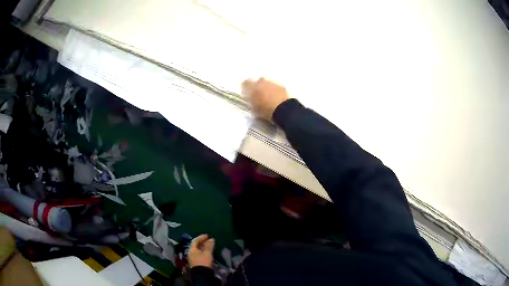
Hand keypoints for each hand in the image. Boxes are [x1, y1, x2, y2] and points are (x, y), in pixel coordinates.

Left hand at [188, 234, 214, 268]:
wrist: (202, 275)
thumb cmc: (203, 262)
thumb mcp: (207, 253)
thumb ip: (209, 246)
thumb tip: (211, 239)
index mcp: (192, 250)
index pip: (195, 241)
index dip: (201, 237)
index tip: (207, 235)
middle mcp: (190, 253)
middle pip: (196, 246)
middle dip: (202, 242)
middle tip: (209, 240)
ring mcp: (193, 258)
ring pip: (198, 250)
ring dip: (203, 247)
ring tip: (210, 246)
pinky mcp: (196, 262)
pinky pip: (199, 254)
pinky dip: (203, 251)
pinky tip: (208, 252)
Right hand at [242, 78, 289, 120]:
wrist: (284, 109)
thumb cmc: (266, 110)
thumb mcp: (254, 108)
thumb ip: (251, 101)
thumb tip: (250, 98)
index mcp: (253, 87)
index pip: (246, 83)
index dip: (246, 86)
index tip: (246, 91)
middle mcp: (262, 82)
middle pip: (258, 81)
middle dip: (258, 86)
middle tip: (259, 94)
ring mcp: (273, 83)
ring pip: (268, 83)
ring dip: (267, 88)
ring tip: (269, 97)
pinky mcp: (282, 87)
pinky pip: (276, 87)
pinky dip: (275, 91)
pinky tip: (277, 98)